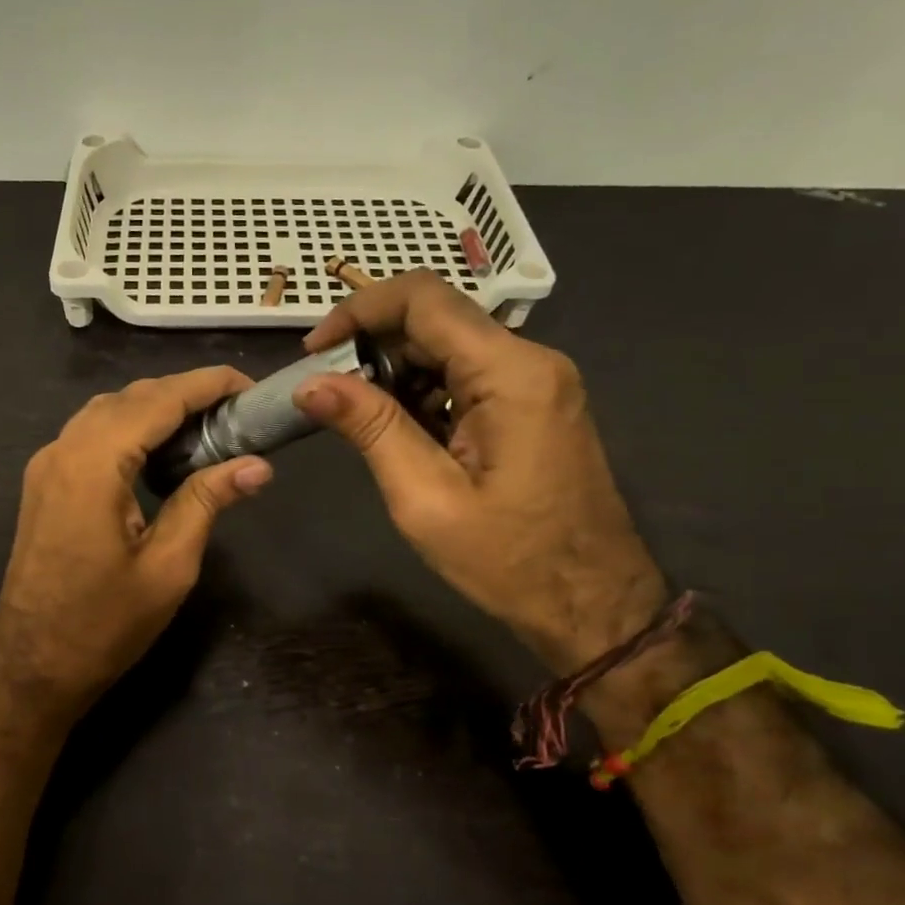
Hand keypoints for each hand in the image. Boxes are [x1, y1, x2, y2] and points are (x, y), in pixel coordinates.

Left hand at [0, 368, 273, 721]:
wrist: (31, 667)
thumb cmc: (104, 624)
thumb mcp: (168, 566)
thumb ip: (207, 502)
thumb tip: (258, 464)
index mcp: (94, 463)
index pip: (158, 398)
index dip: (207, 384)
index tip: (251, 385)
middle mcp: (63, 449)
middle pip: (131, 397)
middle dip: (185, 393)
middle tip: (237, 413)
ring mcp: (47, 465)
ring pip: (108, 412)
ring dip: (156, 409)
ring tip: (207, 429)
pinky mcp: (44, 484)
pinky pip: (91, 436)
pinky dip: (130, 430)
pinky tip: (161, 455)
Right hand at [294, 272, 665, 672]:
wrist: (593, 605)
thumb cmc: (508, 561)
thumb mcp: (424, 498)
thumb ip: (371, 428)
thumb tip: (310, 383)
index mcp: (510, 372)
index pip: (423, 299)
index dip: (358, 310)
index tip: (313, 350)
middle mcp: (530, 360)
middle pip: (435, 318)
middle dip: (371, 344)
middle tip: (325, 391)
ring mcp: (536, 381)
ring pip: (448, 346)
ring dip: (394, 370)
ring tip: (355, 417)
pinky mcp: (533, 403)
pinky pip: (466, 375)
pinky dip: (422, 390)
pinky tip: (398, 429)